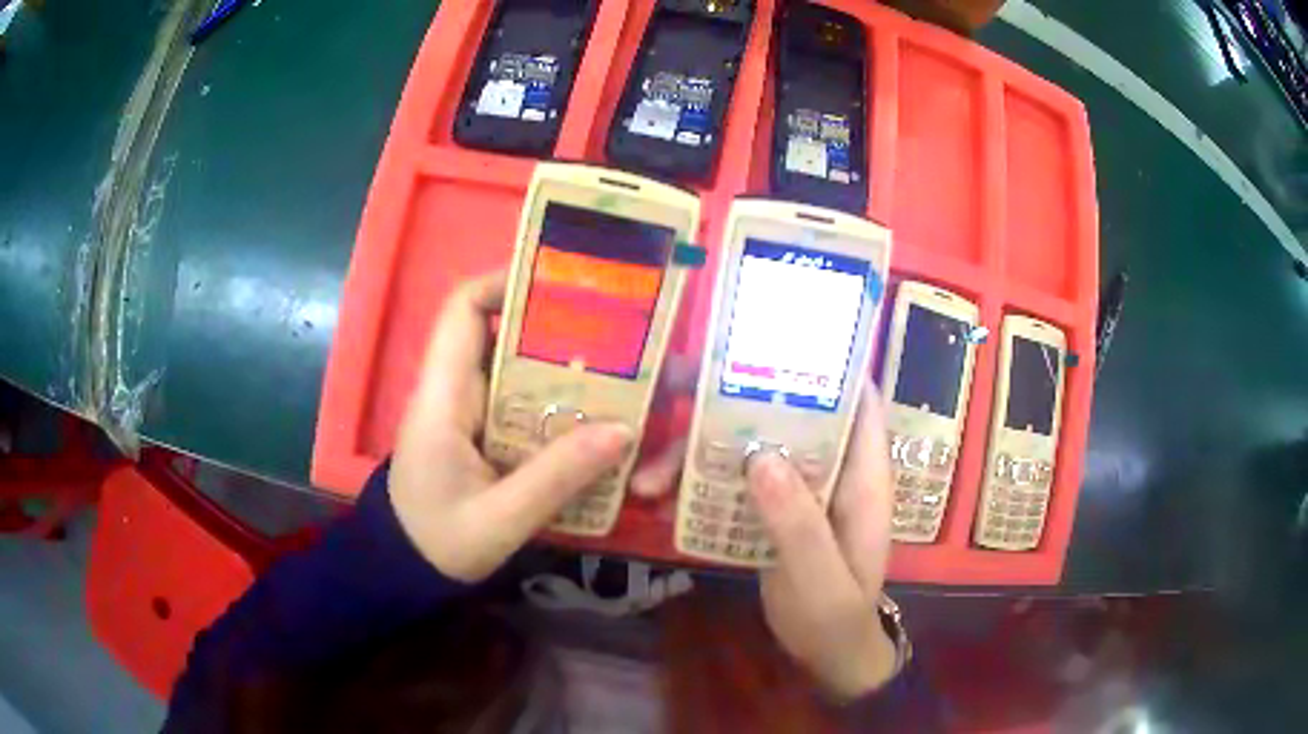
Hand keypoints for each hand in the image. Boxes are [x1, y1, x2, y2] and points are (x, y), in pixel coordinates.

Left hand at [388, 271, 634, 582]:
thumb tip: (623, 431)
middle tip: (617, 337)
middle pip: (501, 333)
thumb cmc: (436, 544)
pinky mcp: (479, 434)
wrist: (404, 572)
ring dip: (564, 369)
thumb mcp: (499, 521)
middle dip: (557, 328)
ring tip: (621, 375)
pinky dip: (557, 404)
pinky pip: (522, 404)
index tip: (564, 285)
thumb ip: (556, 478)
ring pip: (517, 370)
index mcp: (442, 397)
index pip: (462, 310)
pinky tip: (595, 419)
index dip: (505, 282)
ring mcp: (466, 413)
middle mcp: (453, 391)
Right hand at [635, 386, 897, 699]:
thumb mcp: (821, 579)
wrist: (825, 655)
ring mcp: (797, 491)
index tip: (768, 342)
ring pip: (750, 449)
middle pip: (786, 417)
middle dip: (732, 406)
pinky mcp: (771, 511)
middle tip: (671, 397)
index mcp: (860, 477)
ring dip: (700, 455)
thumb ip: (798, 524)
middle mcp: (829, 472)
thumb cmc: (836, 617)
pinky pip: (733, 483)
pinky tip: (659, 498)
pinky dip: (698, 485)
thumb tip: (760, 456)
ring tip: (648, 479)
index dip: (823, 365)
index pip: (856, 401)